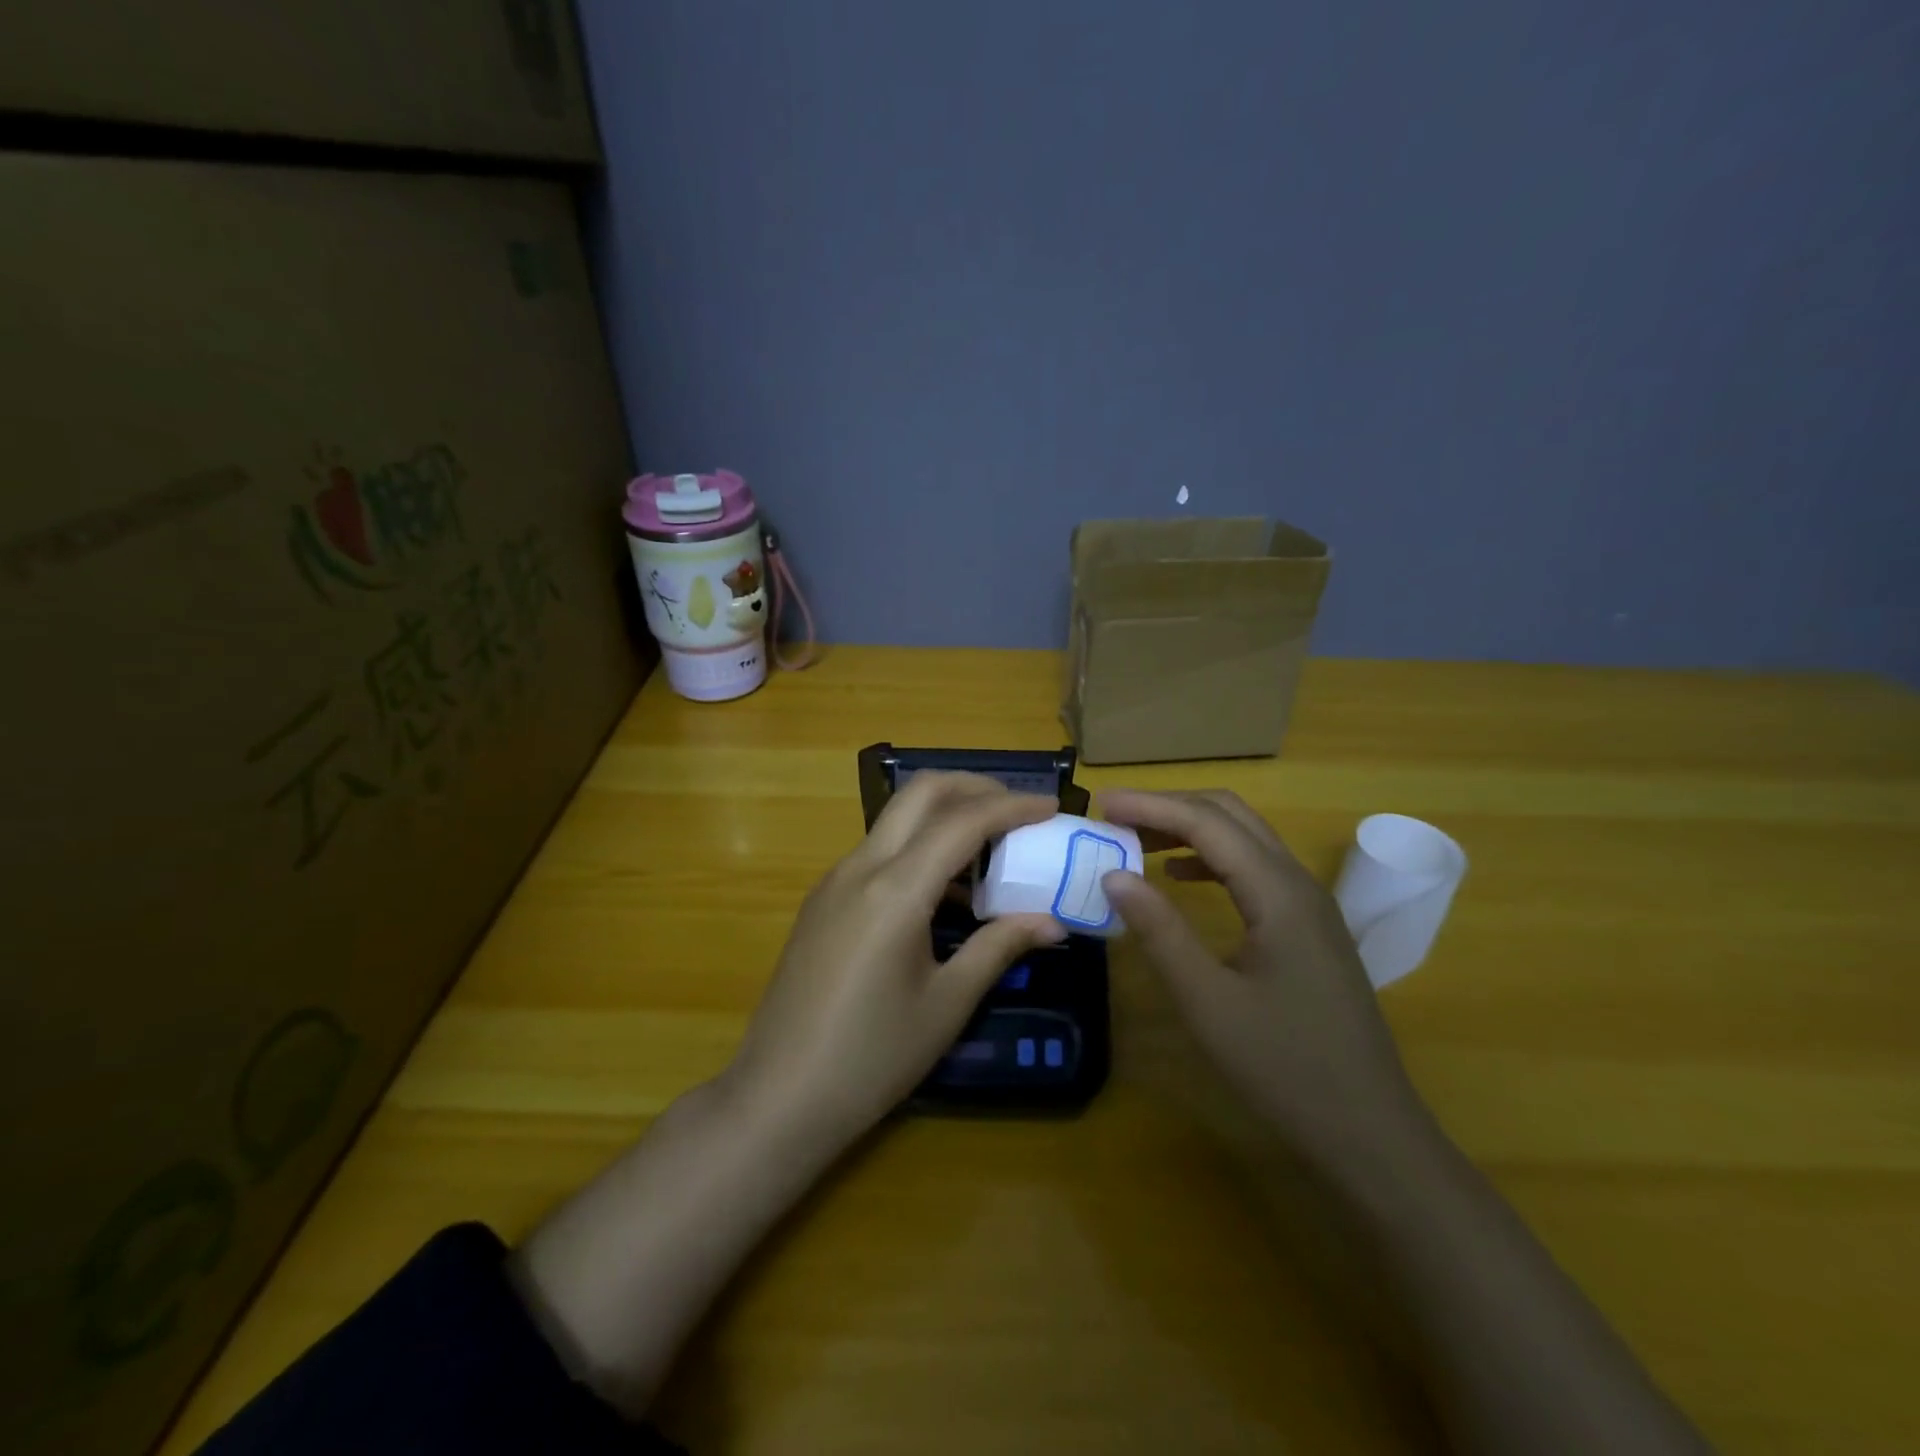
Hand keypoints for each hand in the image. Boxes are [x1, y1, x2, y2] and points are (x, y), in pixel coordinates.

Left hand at [724, 772, 1065, 1148]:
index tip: (1051, 807)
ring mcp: (834, 880)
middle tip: (1018, 810)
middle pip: (920, 793)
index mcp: (894, 890)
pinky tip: (944, 890)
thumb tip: (1052, 921)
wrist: (778, 1097)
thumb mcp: (946, 1004)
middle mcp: (860, 868)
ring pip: (896, 818)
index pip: (962, 822)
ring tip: (991, 851)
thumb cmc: (871, 1057)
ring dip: (945, 816)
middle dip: (974, 787)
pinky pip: (878, 850)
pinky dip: (919, 846)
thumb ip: (999, 948)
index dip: (1012, 807)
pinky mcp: (823, 900)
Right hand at [1099, 790, 1426, 1163]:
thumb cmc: (1284, 1067)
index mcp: (1278, 893)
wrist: (1369, 1131)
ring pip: (1245, 839)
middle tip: (1116, 818)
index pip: (1207, 823)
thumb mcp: (1208, 1001)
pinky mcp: (1308, 928)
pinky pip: (1254, 869)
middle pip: (1231, 815)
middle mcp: (1298, 883)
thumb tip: (1114, 875)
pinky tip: (1180, 878)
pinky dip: (1211, 859)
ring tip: (1137, 841)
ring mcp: (1309, 905)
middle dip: (1170, 807)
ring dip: (1190, 829)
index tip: (1100, 804)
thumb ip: (1160, 931)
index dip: (1151, 806)